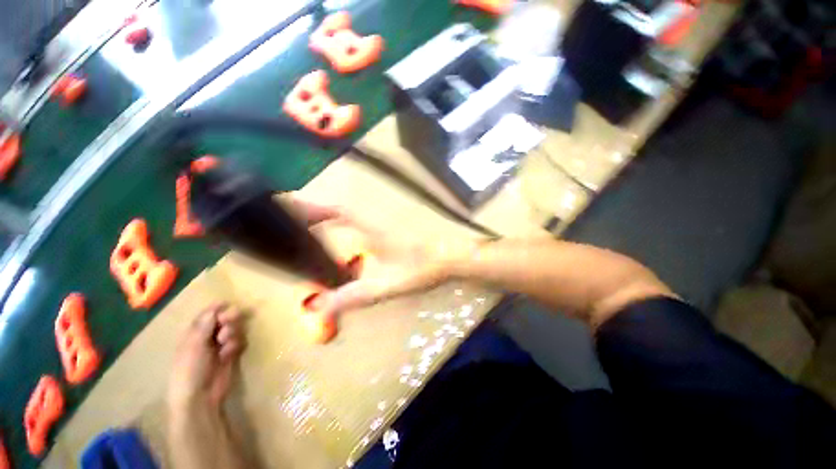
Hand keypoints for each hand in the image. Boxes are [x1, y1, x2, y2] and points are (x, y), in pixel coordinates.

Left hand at [168, 304, 245, 411]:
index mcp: (192, 335)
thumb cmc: (189, 371)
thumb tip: (215, 307)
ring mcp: (219, 347)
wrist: (200, 398)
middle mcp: (207, 338)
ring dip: (233, 332)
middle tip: (230, 320)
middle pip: (223, 320)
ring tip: (226, 343)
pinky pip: (239, 342)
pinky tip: (230, 354)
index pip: (206, 316)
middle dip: (229, 319)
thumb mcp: (193, 347)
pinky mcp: (231, 355)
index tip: (226, 304)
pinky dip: (236, 345)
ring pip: (233, 329)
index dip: (216, 308)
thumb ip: (204, 326)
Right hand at [286, 194, 477, 317]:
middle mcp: (375, 224)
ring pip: (354, 221)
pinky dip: (352, 234)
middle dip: (321, 216)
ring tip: (319, 235)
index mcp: (369, 231)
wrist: (449, 258)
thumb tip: (317, 308)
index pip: (337, 212)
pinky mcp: (395, 234)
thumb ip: (351, 296)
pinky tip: (352, 250)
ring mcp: (386, 227)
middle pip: (342, 214)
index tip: (296, 213)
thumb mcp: (383, 285)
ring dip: (336, 224)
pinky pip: (365, 229)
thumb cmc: (418, 268)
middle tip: (303, 227)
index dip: (315, 210)